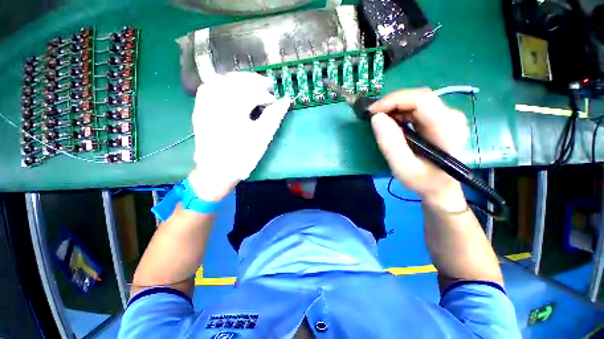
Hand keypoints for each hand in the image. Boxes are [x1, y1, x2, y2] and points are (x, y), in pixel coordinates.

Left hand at [189, 72, 291, 200]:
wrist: (217, 170)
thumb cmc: (242, 155)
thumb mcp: (262, 136)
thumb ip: (274, 116)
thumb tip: (286, 100)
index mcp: (233, 109)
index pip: (252, 92)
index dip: (266, 95)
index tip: (275, 101)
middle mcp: (216, 101)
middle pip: (236, 80)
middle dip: (254, 81)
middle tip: (267, 85)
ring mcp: (205, 104)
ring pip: (222, 80)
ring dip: (239, 80)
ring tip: (252, 84)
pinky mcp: (200, 109)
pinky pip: (209, 88)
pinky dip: (222, 83)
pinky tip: (231, 88)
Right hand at [369, 89, 468, 209]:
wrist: (440, 186)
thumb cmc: (423, 180)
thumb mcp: (403, 168)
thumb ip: (390, 144)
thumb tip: (376, 118)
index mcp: (447, 129)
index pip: (422, 100)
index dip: (394, 100)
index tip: (372, 112)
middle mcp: (452, 116)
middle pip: (419, 97)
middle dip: (391, 103)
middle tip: (372, 116)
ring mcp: (448, 115)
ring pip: (417, 99)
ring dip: (394, 107)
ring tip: (380, 120)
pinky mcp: (441, 117)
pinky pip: (418, 106)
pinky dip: (400, 111)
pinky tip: (392, 122)